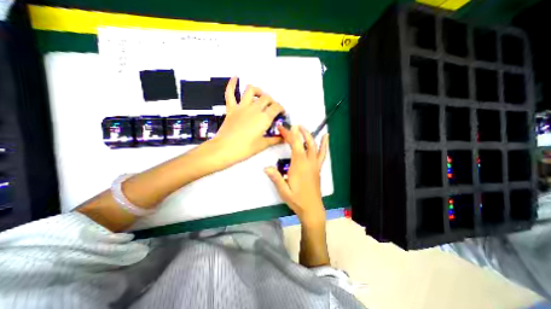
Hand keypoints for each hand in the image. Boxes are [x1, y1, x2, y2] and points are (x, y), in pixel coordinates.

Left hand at [211, 77, 283, 166]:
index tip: (282, 112)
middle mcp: (254, 109)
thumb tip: (283, 139)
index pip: (276, 107)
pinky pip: (230, 93)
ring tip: (261, 94)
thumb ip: (274, 140)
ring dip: (258, 90)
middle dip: (272, 101)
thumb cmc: (244, 149)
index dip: (281, 108)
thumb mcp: (262, 145)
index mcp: (263, 118)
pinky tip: (235, 77)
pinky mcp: (231, 109)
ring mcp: (242, 107)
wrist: (224, 149)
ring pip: (251, 91)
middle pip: (266, 98)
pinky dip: (232, 84)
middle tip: (273, 108)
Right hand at [264, 125, 328, 224]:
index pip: (295, 145)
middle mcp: (309, 162)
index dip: (289, 134)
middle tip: (292, 126)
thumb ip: (276, 178)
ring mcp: (315, 164)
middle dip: (298, 132)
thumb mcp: (283, 191)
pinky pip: (322, 153)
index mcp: (299, 166)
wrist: (312, 208)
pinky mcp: (318, 168)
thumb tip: (266, 167)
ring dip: (309, 135)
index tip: (283, 127)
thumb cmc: (297, 200)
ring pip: (314, 146)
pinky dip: (324, 144)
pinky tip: (326, 136)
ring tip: (303, 127)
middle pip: (305, 142)